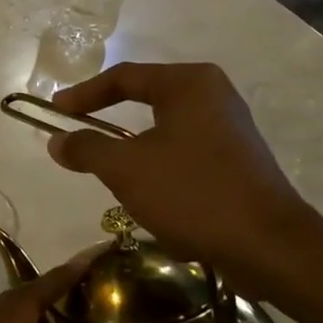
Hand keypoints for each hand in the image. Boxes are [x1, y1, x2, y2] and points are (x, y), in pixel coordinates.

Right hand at [46, 62, 322, 296]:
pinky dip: (156, 163)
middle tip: (75, 131)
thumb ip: (86, 148)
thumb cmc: (192, 193)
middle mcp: (213, 95)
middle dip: (107, 117)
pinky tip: (145, 191)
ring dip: (131, 145)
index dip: (83, 94)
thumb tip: (56, 140)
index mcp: (188, 84)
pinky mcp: (236, 160)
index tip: (54, 112)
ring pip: (163, 128)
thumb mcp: (126, 169)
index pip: (123, 77)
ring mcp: (229, 128)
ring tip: (103, 165)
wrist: (268, 246)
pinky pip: (183, 151)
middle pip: (145, 98)